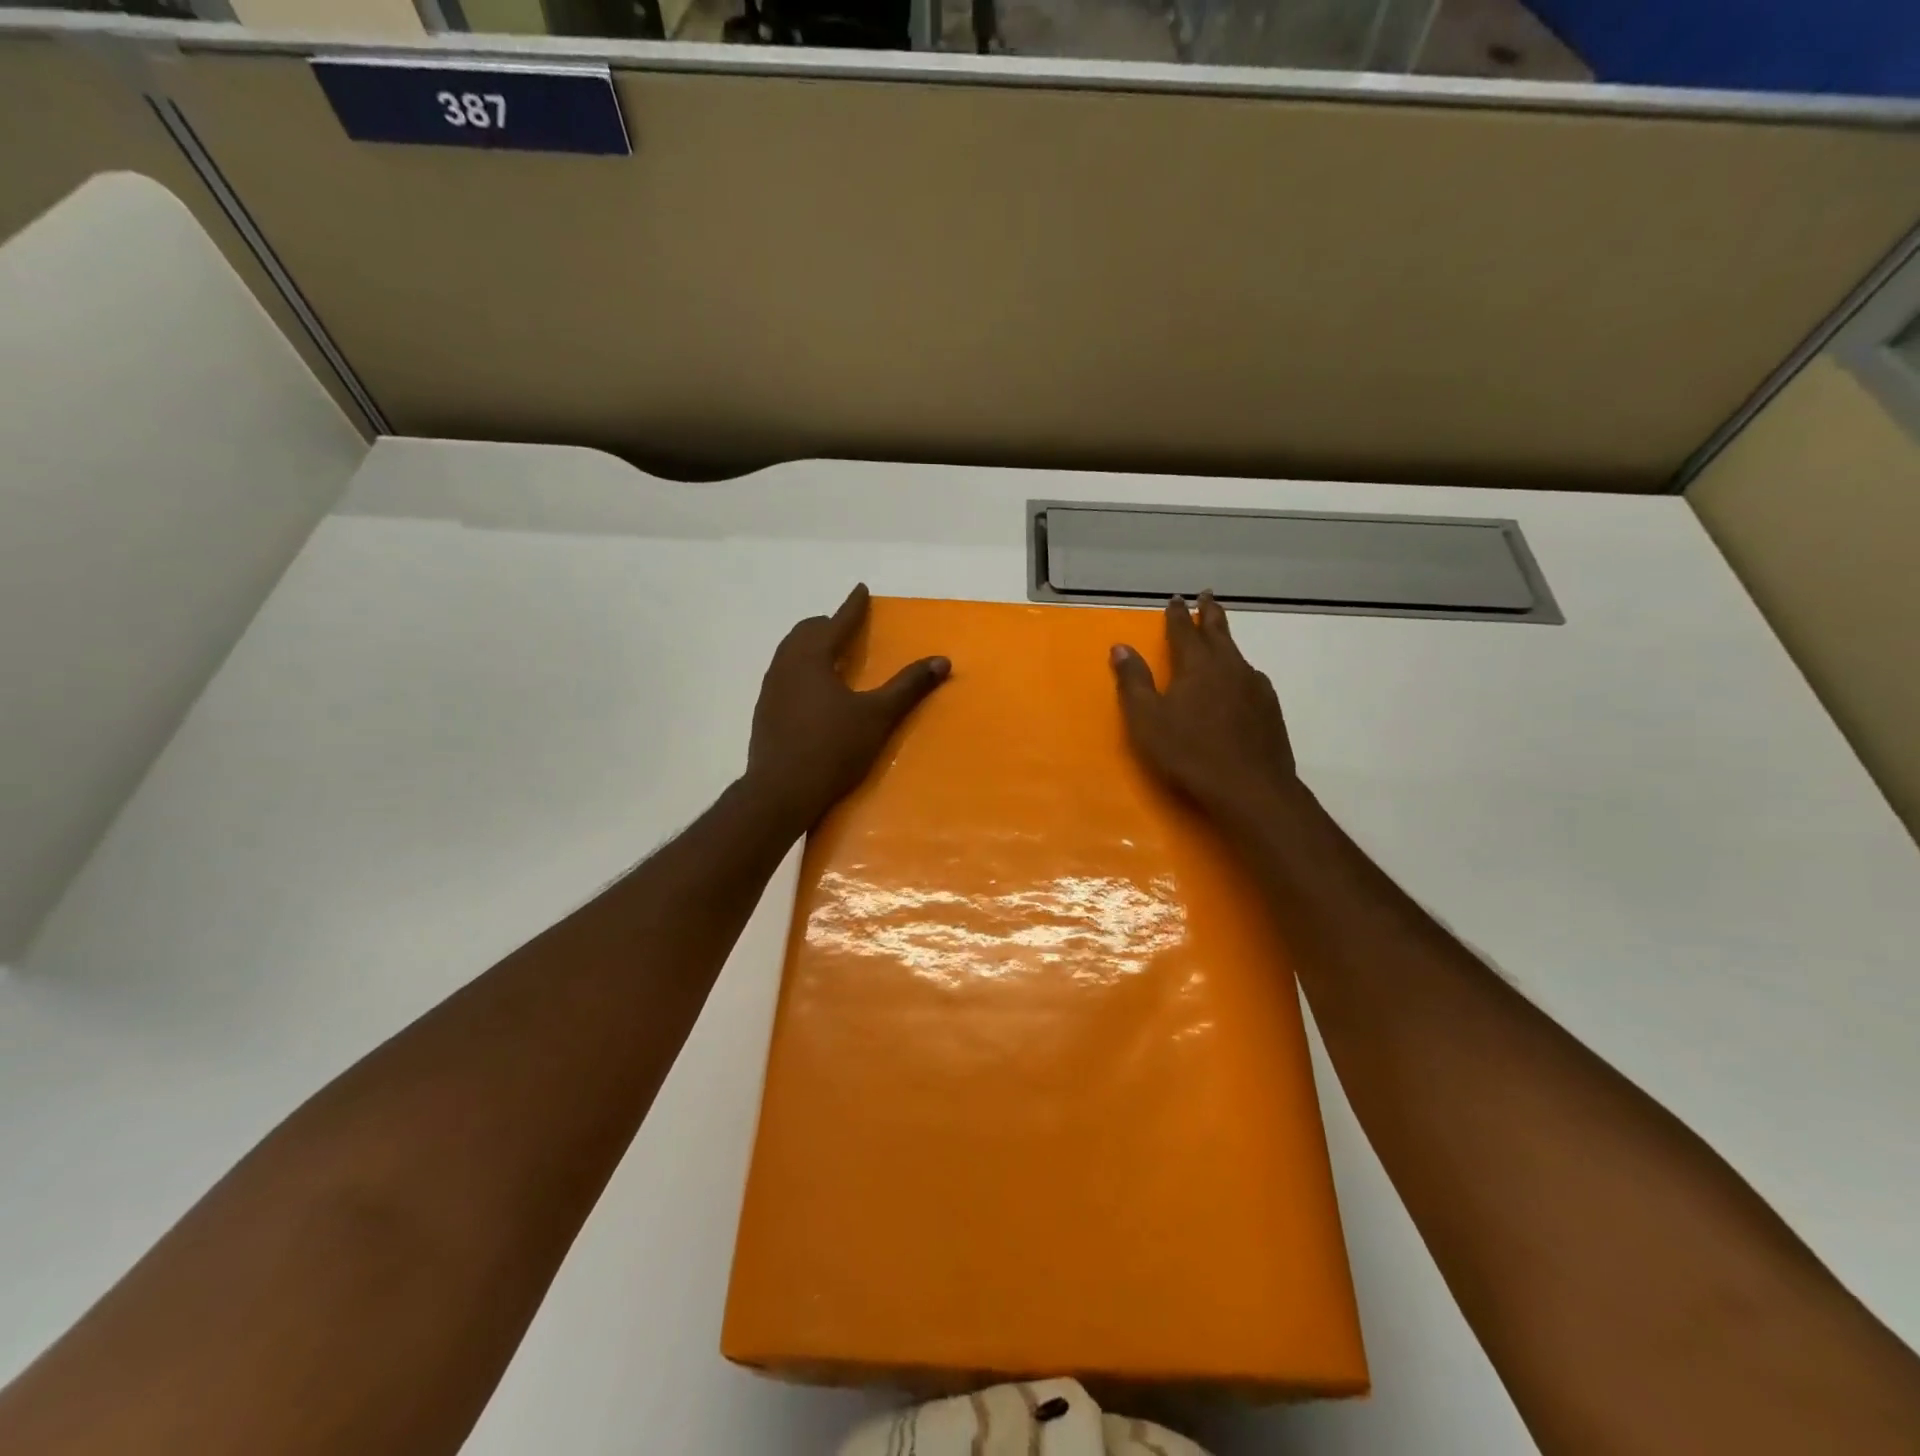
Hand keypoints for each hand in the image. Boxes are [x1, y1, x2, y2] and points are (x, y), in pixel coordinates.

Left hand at [745, 585, 949, 832]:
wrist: (781, 791)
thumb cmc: (832, 749)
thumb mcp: (877, 716)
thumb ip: (908, 686)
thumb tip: (942, 661)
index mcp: (812, 658)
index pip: (836, 622)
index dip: (852, 607)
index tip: (861, 590)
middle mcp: (786, 665)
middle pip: (806, 632)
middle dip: (828, 625)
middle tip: (847, 628)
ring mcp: (771, 689)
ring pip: (790, 653)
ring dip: (812, 646)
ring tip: (832, 656)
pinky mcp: (765, 712)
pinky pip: (784, 675)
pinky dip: (802, 669)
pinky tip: (814, 691)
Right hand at [1111, 592, 1303, 832]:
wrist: (1250, 788)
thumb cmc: (1189, 753)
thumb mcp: (1147, 719)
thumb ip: (1134, 681)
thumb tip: (1120, 647)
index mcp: (1197, 665)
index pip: (1183, 630)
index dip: (1177, 614)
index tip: (1175, 599)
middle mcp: (1230, 666)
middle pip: (1219, 631)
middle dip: (1210, 613)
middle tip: (1207, 596)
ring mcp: (1255, 686)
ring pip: (1237, 655)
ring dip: (1226, 642)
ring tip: (1220, 640)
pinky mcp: (1270, 709)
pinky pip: (1250, 679)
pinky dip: (1239, 672)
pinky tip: (1238, 684)